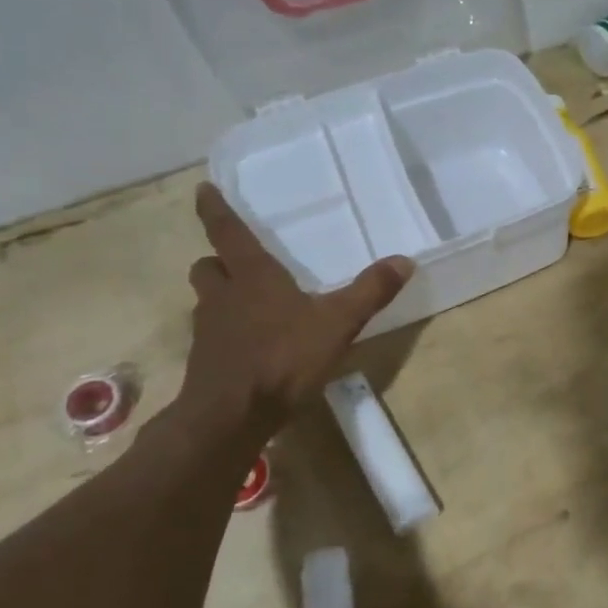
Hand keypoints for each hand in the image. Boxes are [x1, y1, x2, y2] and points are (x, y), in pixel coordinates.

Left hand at [180, 183, 413, 423]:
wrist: (230, 417)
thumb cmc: (283, 358)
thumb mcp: (338, 323)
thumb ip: (370, 291)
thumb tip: (405, 260)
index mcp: (252, 277)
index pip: (228, 233)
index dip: (216, 210)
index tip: (203, 189)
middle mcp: (224, 297)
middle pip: (208, 267)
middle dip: (219, 261)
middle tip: (238, 264)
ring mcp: (209, 331)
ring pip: (207, 301)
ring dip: (222, 297)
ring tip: (251, 306)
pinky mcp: (206, 362)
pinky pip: (213, 335)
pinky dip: (228, 333)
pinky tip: (253, 347)